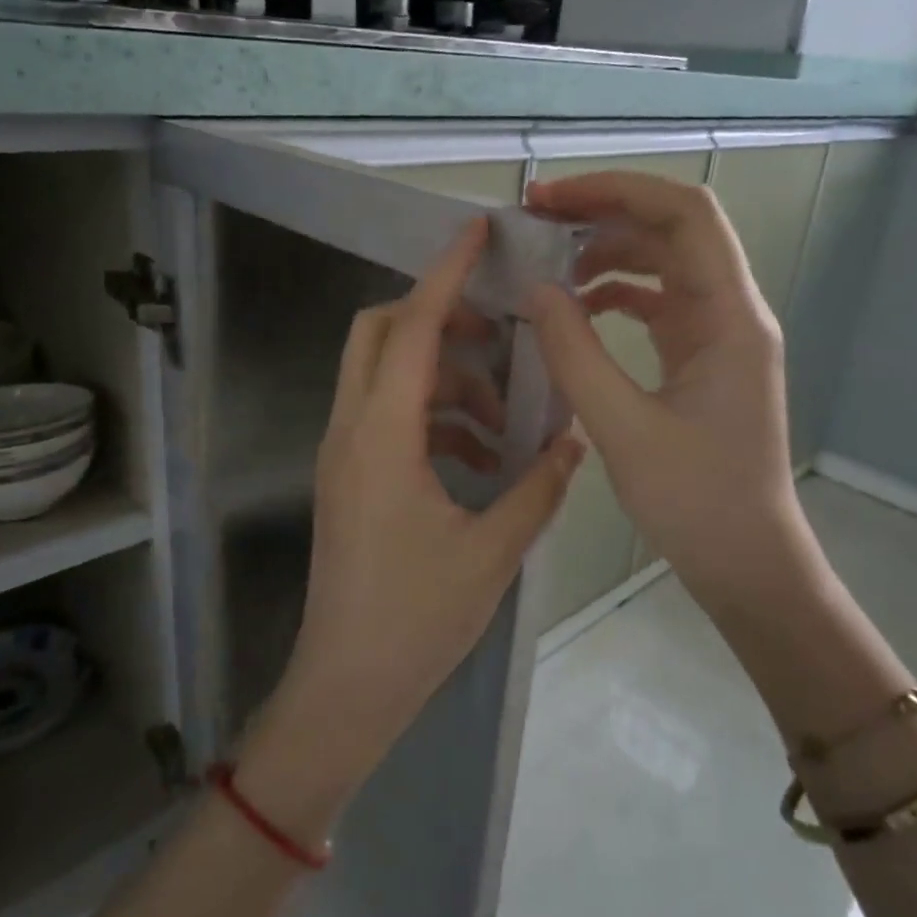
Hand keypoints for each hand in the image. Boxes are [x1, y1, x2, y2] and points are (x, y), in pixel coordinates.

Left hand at [241, 219, 584, 836]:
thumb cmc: (416, 619)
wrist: (346, 685)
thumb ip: (538, 487)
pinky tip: (477, 455)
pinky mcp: (348, 479)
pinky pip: (385, 418)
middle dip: (440, 318)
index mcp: (382, 436)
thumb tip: (573, 439)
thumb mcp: (491, 551)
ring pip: (384, 376)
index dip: (446, 273)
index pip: (415, 327)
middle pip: (381, 334)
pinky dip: (431, 415)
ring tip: (502, 415)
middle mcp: (351, 430)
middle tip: (501, 336)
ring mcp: (343, 454)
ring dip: (443, 376)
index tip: (475, 230)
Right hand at [524, 172, 818, 619]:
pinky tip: (578, 308)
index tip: (549, 200)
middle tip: (535, 221)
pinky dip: (616, 294)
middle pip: (672, 230)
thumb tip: (535, 290)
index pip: (684, 214)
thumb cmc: (696, 502)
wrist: (747, 562)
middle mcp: (732, 312)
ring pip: (664, 265)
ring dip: (608, 253)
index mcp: (729, 317)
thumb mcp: (623, 428)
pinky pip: (659, 304)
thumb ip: (574, 354)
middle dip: (604, 214)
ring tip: (549, 265)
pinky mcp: (703, 360)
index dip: (616, 191)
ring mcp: (719, 336)